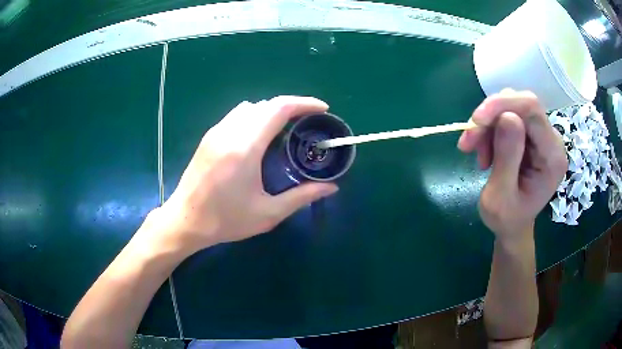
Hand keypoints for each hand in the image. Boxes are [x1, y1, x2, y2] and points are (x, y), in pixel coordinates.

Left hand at [155, 96, 338, 255]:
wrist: (185, 221)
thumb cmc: (225, 220)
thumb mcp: (268, 213)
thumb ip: (302, 197)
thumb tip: (332, 188)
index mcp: (245, 147)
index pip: (279, 108)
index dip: (304, 103)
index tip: (322, 109)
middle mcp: (230, 132)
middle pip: (266, 104)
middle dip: (292, 106)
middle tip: (308, 121)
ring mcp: (216, 132)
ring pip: (250, 107)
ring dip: (271, 110)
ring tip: (286, 128)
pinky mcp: (209, 137)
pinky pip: (237, 115)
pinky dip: (255, 116)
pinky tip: (259, 137)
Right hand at [458, 89, 566, 238]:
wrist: (513, 225)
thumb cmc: (507, 219)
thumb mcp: (500, 198)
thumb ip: (507, 158)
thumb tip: (507, 116)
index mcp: (552, 157)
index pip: (532, 110)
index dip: (501, 105)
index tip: (475, 122)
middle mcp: (552, 140)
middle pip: (520, 105)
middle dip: (490, 118)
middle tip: (469, 142)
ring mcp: (542, 136)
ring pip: (510, 108)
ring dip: (487, 126)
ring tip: (477, 154)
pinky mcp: (532, 135)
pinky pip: (507, 116)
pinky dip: (490, 130)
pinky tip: (484, 152)